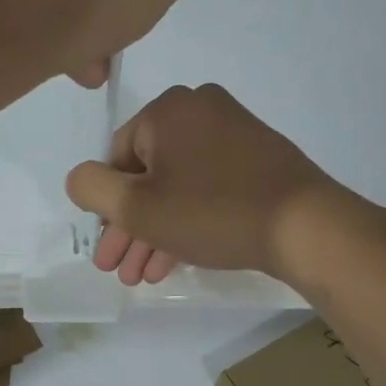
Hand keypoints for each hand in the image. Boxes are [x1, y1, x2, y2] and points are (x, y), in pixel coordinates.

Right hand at [66, 84, 377, 285]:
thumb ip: (93, 188)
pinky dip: (189, 220)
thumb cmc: (213, 213)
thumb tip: (81, 178)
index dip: (106, 209)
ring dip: (157, 232)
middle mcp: (200, 109)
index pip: (117, 158)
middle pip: (148, 175)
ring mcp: (234, 132)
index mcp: (168, 110)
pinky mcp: (258, 158)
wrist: (305, 226)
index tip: (106, 251)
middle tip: (121, 271)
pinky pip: (208, 187)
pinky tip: (177, 259)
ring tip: (145, 276)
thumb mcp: (138, 207)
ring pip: (179, 186)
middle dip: (130, 229)